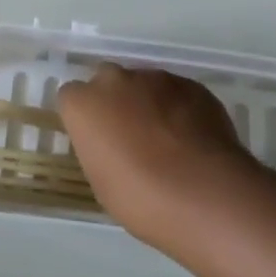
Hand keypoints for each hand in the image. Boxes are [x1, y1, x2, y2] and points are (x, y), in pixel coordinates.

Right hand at [57, 64, 262, 248]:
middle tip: (129, 137)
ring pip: (144, 84)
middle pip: (107, 81)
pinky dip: (179, 109)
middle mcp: (116, 80)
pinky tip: (192, 140)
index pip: (71, 97)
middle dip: (114, 102)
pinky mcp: (190, 84)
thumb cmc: (141, 199)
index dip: (84, 119)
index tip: (96, 142)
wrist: (204, 193)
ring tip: (168, 142)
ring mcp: (156, 78)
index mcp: (85, 104)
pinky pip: (176, 93)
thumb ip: (100, 149)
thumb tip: (112, 144)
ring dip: (148, 103)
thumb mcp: (103, 183)